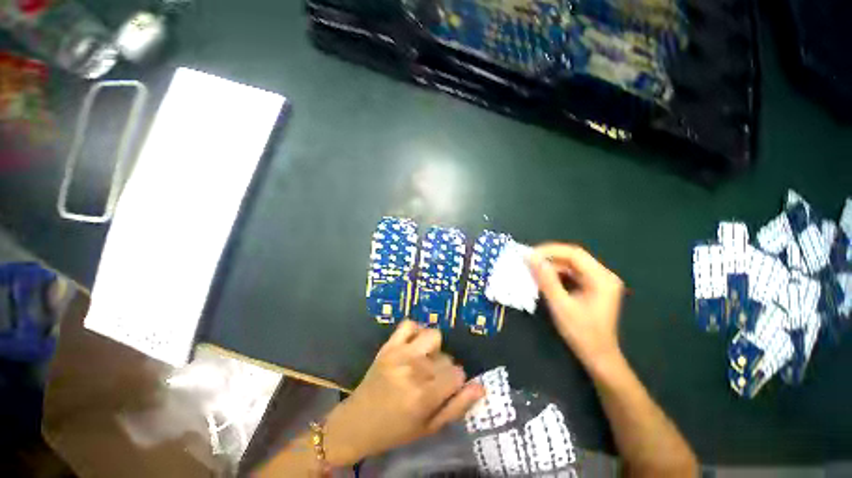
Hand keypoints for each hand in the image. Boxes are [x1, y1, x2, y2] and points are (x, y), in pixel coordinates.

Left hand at [323, 321, 483, 465]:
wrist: (357, 422)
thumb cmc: (395, 430)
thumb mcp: (429, 428)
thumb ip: (457, 407)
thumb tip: (480, 386)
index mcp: (423, 396)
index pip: (457, 374)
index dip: (456, 382)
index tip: (447, 389)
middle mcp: (413, 370)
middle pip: (446, 356)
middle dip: (444, 369)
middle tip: (430, 381)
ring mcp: (399, 353)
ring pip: (433, 336)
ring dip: (433, 348)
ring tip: (423, 361)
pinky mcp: (388, 345)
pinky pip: (409, 324)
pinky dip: (415, 331)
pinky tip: (413, 345)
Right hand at [527, 243, 624, 371]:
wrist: (598, 357)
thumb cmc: (582, 333)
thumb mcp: (560, 305)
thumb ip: (546, 279)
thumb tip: (531, 257)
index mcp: (602, 278)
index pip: (574, 254)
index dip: (550, 251)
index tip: (529, 255)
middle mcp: (603, 275)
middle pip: (573, 257)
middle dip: (549, 257)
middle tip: (528, 260)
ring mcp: (598, 281)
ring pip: (570, 265)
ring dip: (551, 266)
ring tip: (532, 269)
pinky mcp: (591, 288)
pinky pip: (571, 274)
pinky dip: (555, 275)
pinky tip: (543, 279)